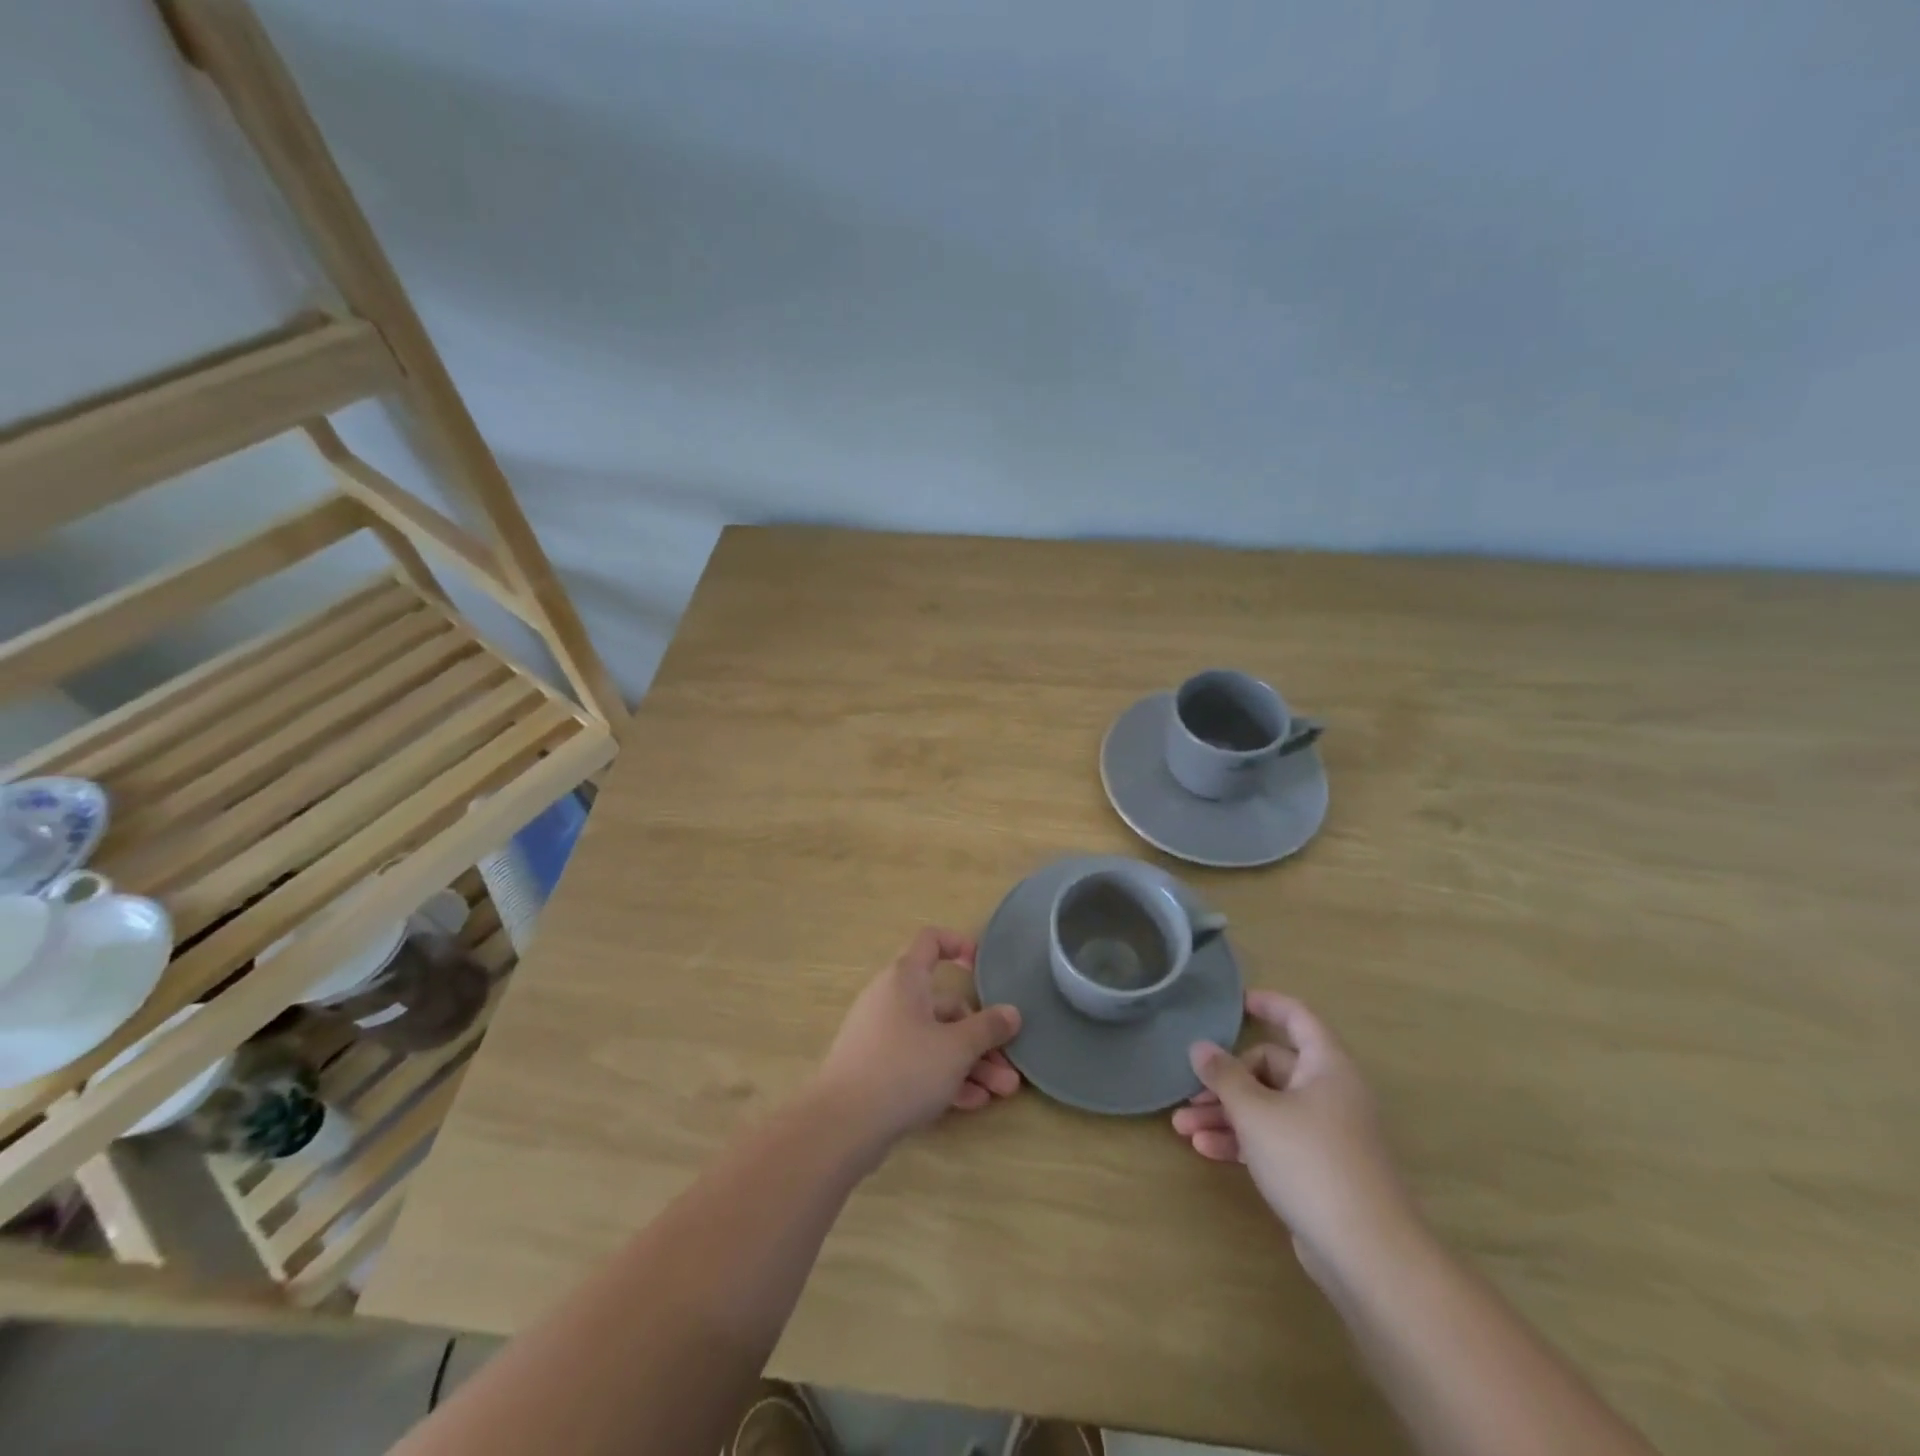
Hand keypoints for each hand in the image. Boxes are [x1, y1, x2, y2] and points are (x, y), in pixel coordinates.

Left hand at [812, 927, 1022, 1151]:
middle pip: (944, 1005)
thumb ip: (987, 1028)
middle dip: (980, 1035)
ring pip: (935, 1039)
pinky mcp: (876, 1069)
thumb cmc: (904, 1068)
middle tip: (1009, 1064)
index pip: (930, 941)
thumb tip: (1012, 1013)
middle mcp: (891, 999)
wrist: (841, 1125)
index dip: (958, 944)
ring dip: (970, 1063)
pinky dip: (944, 1077)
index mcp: (905, 978)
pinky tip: (972, 1103)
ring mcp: (881, 1035)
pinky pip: (918, 1063)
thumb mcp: (956, 1048)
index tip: (982, 966)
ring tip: (1002, 1092)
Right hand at [1173, 991, 1418, 1283]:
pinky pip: (1273, 1140)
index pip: (1297, 1018)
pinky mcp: (1318, 1170)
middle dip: (1225, 1080)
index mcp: (1326, 1067)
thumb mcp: (1255, 1112)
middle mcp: (1329, 1093)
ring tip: (1182, 1128)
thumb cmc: (1310, 1161)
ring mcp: (1325, 1134)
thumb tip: (1200, 1047)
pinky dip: (1242, 1141)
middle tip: (1190, 1094)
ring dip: (1225, 1114)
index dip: (1268, 1004)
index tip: (1235, 1002)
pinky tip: (1206, 1150)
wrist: (1368, 1255)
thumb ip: (1224, 1075)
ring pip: (1267, 1108)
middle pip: (1271, 1068)